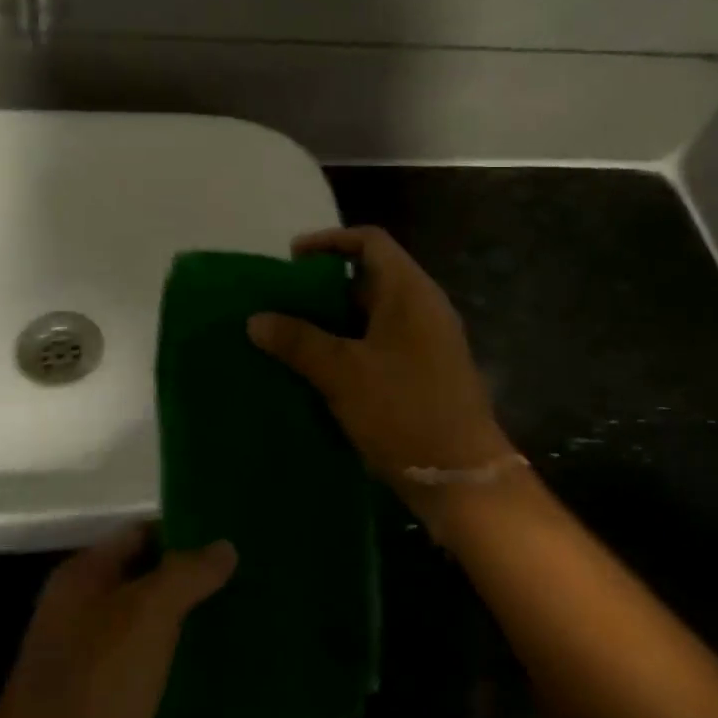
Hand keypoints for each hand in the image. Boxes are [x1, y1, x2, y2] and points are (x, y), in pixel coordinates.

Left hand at [0, 526, 233, 717]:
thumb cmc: (94, 685)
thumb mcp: (146, 614)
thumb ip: (186, 574)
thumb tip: (224, 546)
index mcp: (81, 578)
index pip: (138, 534)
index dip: (182, 530)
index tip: (229, 535)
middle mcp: (78, 616)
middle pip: (142, 583)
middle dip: (189, 582)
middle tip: (243, 579)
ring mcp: (84, 669)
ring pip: (144, 634)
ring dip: (184, 630)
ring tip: (238, 622)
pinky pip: (143, 681)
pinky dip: (174, 677)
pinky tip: (213, 680)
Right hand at [248, 227, 510, 497]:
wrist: (461, 477)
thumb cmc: (402, 410)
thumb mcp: (342, 373)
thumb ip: (298, 341)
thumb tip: (256, 319)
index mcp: (409, 291)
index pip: (370, 241)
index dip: (330, 240)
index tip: (292, 258)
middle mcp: (424, 306)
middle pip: (372, 276)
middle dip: (326, 285)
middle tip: (286, 301)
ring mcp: (429, 339)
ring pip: (376, 313)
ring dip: (336, 319)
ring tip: (294, 333)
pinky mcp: (427, 369)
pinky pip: (383, 341)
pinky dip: (352, 344)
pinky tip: (322, 367)